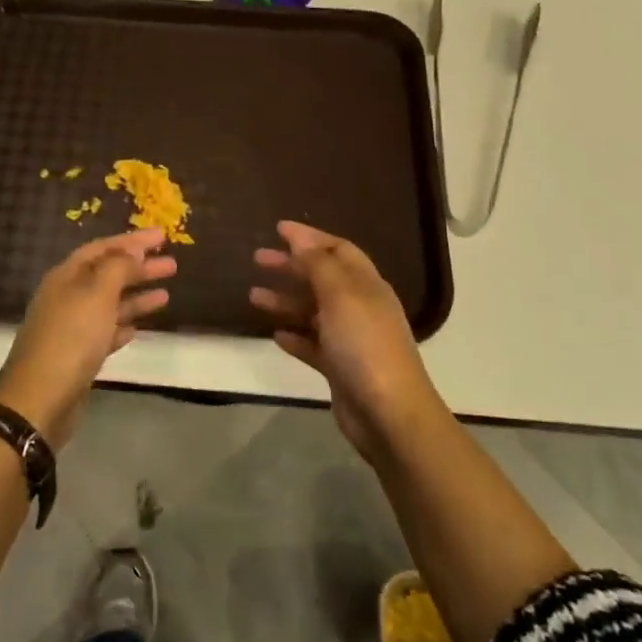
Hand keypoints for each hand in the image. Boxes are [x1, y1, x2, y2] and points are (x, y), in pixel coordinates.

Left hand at [0, 228, 175, 445]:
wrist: (40, 400)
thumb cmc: (71, 338)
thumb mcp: (97, 294)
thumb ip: (118, 268)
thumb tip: (133, 250)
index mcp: (67, 276)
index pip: (103, 248)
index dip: (133, 240)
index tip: (163, 236)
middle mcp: (67, 297)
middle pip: (108, 275)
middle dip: (139, 268)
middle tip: (172, 265)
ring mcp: (71, 328)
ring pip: (109, 304)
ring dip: (136, 297)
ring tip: (166, 295)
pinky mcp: (77, 356)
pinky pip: (105, 332)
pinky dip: (123, 326)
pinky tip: (139, 328)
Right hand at [250, 221, 442, 462]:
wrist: (388, 413)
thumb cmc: (364, 344)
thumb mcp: (340, 294)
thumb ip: (318, 264)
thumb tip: (300, 238)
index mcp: (366, 284)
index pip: (337, 250)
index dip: (309, 237)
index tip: (278, 229)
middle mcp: (359, 306)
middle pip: (322, 277)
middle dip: (291, 266)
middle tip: (257, 259)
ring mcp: (350, 339)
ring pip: (313, 311)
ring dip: (285, 301)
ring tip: (253, 297)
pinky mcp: (340, 368)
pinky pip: (313, 345)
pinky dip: (295, 336)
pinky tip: (276, 335)